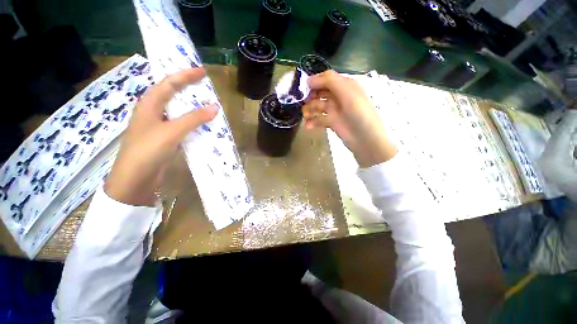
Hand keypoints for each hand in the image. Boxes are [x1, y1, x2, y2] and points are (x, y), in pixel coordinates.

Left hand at [105, 68, 217, 205]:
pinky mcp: (165, 138)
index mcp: (149, 104)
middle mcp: (153, 112)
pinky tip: (203, 125)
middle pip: (172, 94)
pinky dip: (192, 123)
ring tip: (207, 104)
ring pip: (178, 111)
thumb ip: (193, 119)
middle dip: (188, 88)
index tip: (202, 72)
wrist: (135, 179)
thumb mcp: (171, 131)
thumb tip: (214, 107)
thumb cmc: (148, 150)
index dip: (186, 75)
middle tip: (205, 86)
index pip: (169, 83)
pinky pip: (181, 125)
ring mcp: (159, 126)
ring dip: (192, 107)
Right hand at [303, 70, 397, 167]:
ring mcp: (335, 110)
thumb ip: (328, 81)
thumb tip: (308, 80)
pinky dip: (313, 121)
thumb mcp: (346, 92)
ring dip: (310, 110)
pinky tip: (308, 126)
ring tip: (305, 116)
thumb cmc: (358, 112)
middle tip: (303, 103)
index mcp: (344, 85)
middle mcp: (339, 96)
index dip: (315, 81)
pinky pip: (319, 119)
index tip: (304, 88)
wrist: (365, 138)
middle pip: (320, 92)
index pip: (326, 79)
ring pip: (318, 106)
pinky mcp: (332, 122)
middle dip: (310, 97)